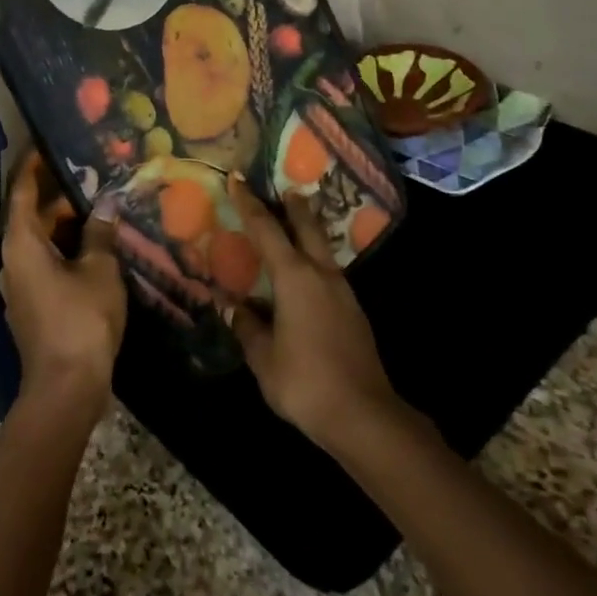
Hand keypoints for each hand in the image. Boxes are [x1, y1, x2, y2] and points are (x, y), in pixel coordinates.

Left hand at [0, 155, 126, 415]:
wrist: (66, 388)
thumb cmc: (81, 320)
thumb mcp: (99, 270)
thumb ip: (100, 234)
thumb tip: (106, 205)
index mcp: (21, 243)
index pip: (23, 192)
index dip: (33, 166)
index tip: (47, 145)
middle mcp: (13, 260)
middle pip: (32, 217)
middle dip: (61, 197)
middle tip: (92, 178)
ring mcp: (22, 285)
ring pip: (42, 242)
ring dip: (67, 226)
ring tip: (100, 207)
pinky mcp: (34, 305)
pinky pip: (47, 264)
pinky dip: (67, 250)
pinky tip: (96, 248)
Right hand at [225, 174, 399, 448]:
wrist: (364, 415)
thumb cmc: (304, 382)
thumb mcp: (263, 357)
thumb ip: (247, 327)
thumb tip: (232, 307)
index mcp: (295, 278)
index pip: (267, 231)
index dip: (250, 204)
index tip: (238, 180)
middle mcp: (321, 276)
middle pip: (307, 228)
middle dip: (294, 207)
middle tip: (284, 189)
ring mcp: (343, 293)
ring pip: (322, 250)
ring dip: (308, 233)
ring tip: (293, 227)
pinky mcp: (354, 312)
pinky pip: (329, 273)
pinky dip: (314, 261)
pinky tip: (305, 277)